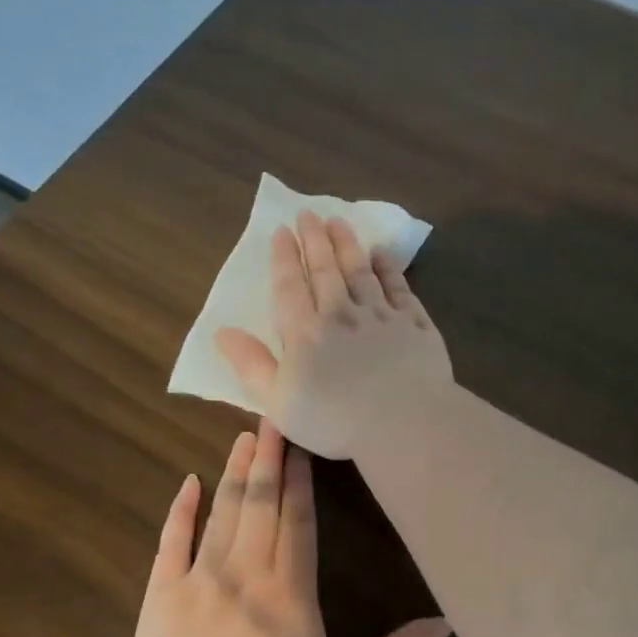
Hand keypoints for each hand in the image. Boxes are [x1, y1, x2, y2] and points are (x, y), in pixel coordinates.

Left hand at [128, 420, 450, 636]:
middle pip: (260, 504)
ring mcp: (200, 578)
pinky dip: (181, 510)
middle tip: (271, 415)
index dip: (300, 481)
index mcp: (290, 590)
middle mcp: (246, 571)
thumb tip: (445, 623)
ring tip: (242, 437)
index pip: (298, 521)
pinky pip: (172, 541)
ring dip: (234, 473)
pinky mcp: (163, 594)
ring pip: (222, 513)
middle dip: (268, 458)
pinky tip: (188, 483)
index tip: (300, 445)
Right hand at [215, 210, 453, 459]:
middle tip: (309, 214)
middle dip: (315, 240)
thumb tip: (222, 333)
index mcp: (306, 332)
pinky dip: (389, 269)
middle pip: (326, 270)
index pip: (291, 287)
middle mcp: (342, 314)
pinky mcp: (415, 324)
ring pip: (361, 271)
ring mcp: (382, 316)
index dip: (284, 258)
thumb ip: (251, 365)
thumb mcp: (278, 401)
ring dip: (348, 245)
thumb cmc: (335, 420)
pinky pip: (399, 288)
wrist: (404, 422)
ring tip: (339, 222)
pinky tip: (382, 255)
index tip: (281, 231)